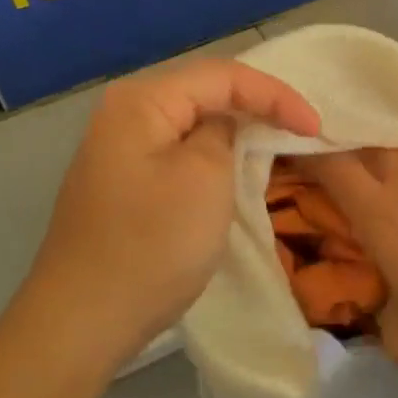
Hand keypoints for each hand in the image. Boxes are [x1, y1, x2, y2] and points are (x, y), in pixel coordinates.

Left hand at [34, 59, 319, 356]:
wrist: (82, 321)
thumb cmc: (152, 245)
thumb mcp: (206, 178)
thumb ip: (225, 132)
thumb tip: (224, 126)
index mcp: (143, 100)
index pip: (224, 75)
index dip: (276, 94)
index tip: (315, 126)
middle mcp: (124, 111)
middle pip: (206, 90)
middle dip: (257, 103)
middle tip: (302, 125)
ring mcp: (118, 147)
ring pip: (192, 120)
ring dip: (236, 126)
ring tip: (278, 137)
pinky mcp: (121, 179)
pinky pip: (177, 148)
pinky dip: (212, 151)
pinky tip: (233, 163)